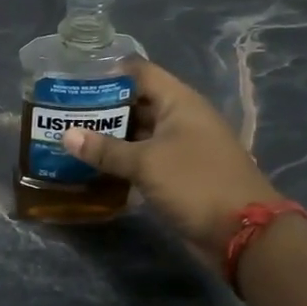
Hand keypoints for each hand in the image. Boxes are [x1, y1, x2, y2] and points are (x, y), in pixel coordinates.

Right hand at [58, 58, 280, 254]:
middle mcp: (181, 118)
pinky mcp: (179, 173)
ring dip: (109, 136)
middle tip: (63, 112)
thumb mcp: (146, 163)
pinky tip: (93, 165)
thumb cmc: (195, 183)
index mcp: (179, 102)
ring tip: (70, 136)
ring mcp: (181, 147)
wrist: (242, 233)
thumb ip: (105, 149)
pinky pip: (144, 158)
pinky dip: (122, 160)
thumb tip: (66, 135)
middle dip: (102, 107)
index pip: (140, 72)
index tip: (74, 80)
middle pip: (136, 102)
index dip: (108, 72)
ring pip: (139, 132)